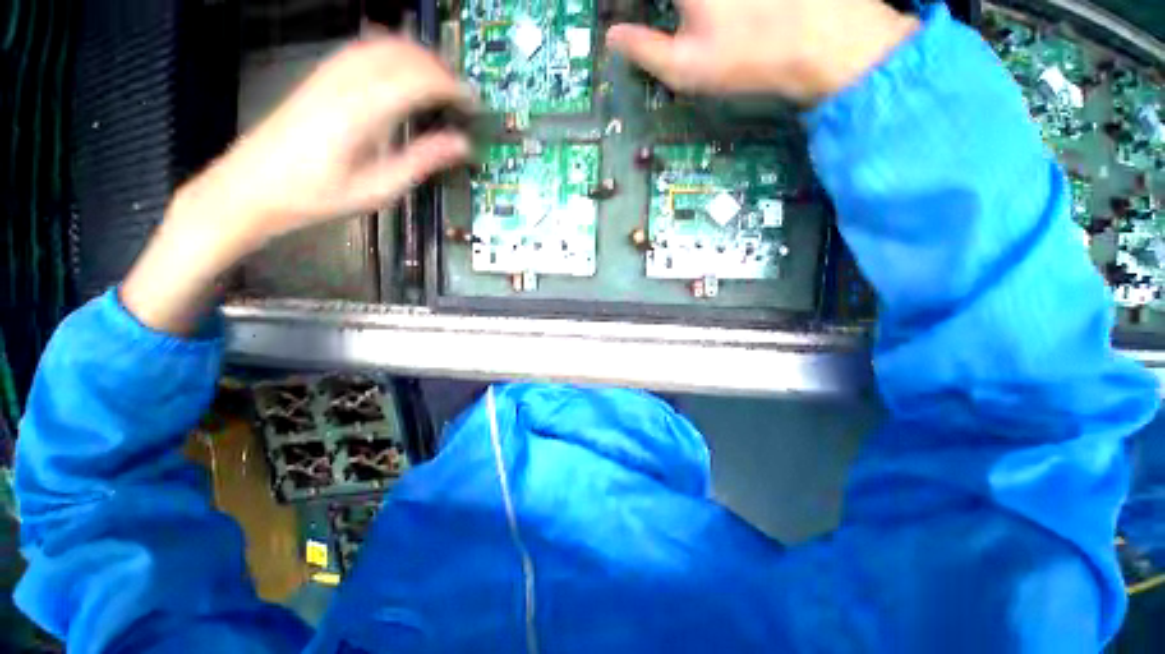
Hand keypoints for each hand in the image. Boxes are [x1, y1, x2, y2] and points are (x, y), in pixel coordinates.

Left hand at [122, 35, 471, 333]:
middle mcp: (346, 82)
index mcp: (363, 111)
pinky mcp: (319, 77)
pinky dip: (391, 52)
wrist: (252, 186)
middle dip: (439, 68)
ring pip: (383, 44)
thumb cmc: (316, 195)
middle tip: (461, 93)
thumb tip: (461, 145)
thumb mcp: (378, 188)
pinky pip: (362, 49)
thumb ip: (422, 160)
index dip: (452, 87)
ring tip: (440, 80)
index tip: (473, 102)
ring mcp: (329, 75)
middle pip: (403, 53)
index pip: (419, 81)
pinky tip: (402, 69)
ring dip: (417, 56)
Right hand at [606, 0, 919, 103]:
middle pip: (678, 0)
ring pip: (695, 2)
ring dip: (687, 13)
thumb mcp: (685, 67)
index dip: (622, 8)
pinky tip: (719, 21)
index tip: (620, 17)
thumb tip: (614, 38)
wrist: (822, 40)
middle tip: (661, 23)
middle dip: (661, 11)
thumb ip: (643, 49)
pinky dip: (700, 11)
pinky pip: (708, 3)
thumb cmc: (748, 57)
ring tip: (696, 27)